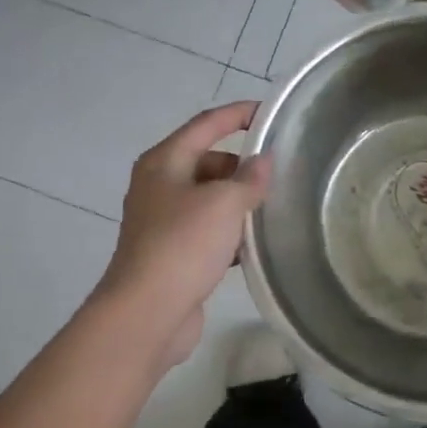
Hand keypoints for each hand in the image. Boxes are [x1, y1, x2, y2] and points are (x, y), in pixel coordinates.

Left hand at [94, 102, 272, 368]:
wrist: (147, 314)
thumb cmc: (183, 245)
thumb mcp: (224, 203)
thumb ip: (249, 178)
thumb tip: (263, 161)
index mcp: (164, 162)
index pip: (206, 124)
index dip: (239, 114)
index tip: (272, 113)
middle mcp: (159, 185)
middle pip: (208, 161)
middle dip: (242, 165)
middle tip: (279, 172)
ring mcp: (163, 220)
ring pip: (209, 198)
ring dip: (238, 201)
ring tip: (274, 206)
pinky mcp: (171, 252)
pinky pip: (207, 229)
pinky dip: (230, 231)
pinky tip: (255, 244)